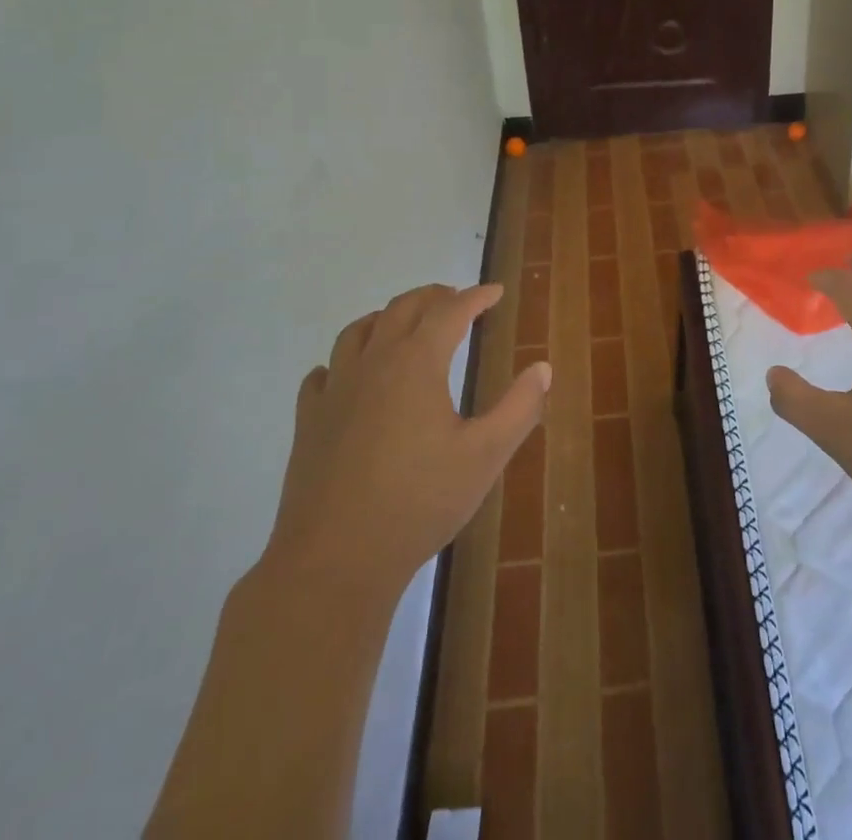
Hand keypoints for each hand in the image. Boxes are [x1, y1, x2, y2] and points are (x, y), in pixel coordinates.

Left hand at [262, 283, 550, 589]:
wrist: (335, 560)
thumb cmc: (419, 502)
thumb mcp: (485, 455)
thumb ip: (519, 407)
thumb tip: (542, 368)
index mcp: (417, 363)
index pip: (451, 311)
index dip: (477, 297)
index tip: (496, 291)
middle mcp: (373, 363)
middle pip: (402, 309)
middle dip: (433, 296)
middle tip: (456, 298)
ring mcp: (335, 390)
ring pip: (358, 331)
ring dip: (388, 317)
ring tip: (405, 324)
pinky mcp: (309, 421)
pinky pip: (324, 372)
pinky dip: (344, 361)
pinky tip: (351, 376)